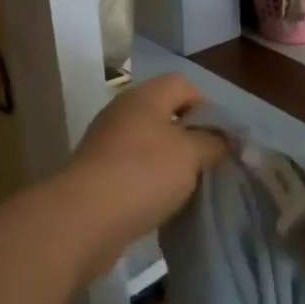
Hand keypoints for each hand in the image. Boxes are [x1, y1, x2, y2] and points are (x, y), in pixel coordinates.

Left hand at [56, 75, 227, 270]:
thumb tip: (219, 140)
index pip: (182, 85)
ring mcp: (105, 143)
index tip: (220, 138)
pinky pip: (132, 170)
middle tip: (207, 164)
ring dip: (169, 163)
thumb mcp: (191, 154)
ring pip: (148, 145)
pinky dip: (148, 182)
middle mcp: (122, 113)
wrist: (84, 219)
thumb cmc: (144, 174)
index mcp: (144, 97)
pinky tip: (160, 203)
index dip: (207, 107)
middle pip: (164, 114)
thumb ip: (212, 142)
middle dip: (189, 137)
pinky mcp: (96, 174)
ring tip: (187, 187)